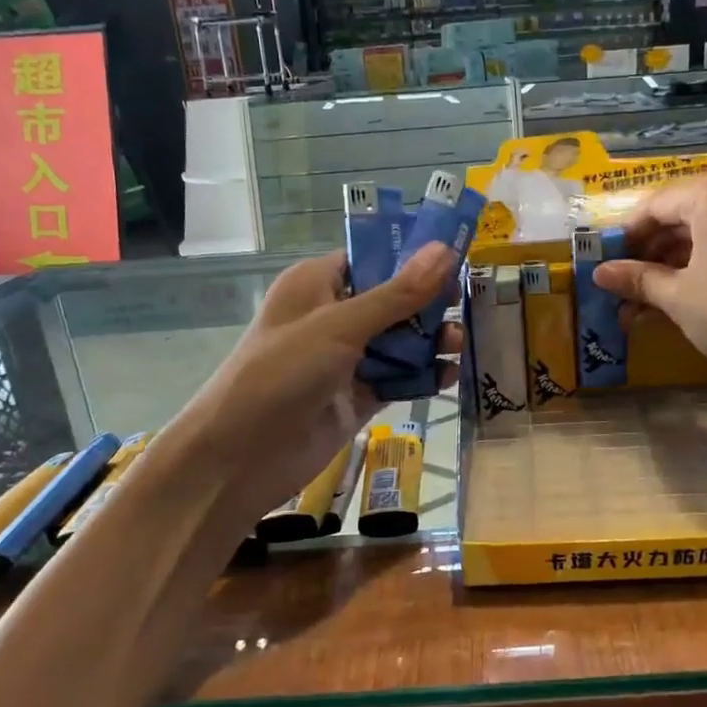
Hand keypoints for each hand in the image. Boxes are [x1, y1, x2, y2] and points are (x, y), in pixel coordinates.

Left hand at [181, 243, 461, 520]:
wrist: (242, 456)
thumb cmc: (282, 372)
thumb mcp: (341, 326)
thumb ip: (397, 294)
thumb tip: (445, 250)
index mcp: (318, 284)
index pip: (372, 260)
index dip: (413, 259)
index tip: (457, 260)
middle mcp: (332, 317)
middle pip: (392, 301)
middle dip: (428, 304)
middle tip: (464, 307)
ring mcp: (345, 360)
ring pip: (398, 342)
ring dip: (429, 341)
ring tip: (459, 344)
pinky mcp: (357, 396)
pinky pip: (397, 378)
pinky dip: (421, 376)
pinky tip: (448, 376)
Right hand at [593, 169, 706, 383]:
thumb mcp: (677, 296)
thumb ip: (638, 278)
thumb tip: (600, 273)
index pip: (656, 205)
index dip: (626, 235)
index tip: (605, 261)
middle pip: (682, 213)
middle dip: (650, 250)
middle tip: (623, 280)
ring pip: (705, 228)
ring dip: (672, 260)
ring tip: (643, 296)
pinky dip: (702, 261)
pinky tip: (676, 292)